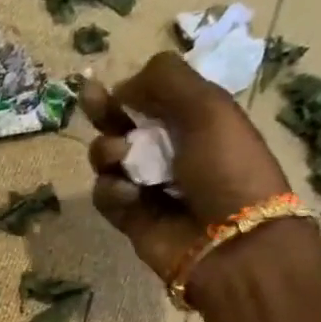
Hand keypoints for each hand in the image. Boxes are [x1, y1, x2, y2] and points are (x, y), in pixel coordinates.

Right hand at [80, 52, 292, 285]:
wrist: (229, 241)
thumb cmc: (226, 166)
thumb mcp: (207, 107)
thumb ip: (165, 80)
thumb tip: (122, 87)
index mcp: (194, 119)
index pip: (151, 97)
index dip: (128, 89)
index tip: (109, 86)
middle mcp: (167, 149)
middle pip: (121, 124)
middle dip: (104, 111)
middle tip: (91, 101)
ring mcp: (146, 184)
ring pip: (106, 158)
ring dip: (108, 151)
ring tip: (122, 158)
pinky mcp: (129, 216)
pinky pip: (105, 194)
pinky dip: (112, 190)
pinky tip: (130, 195)